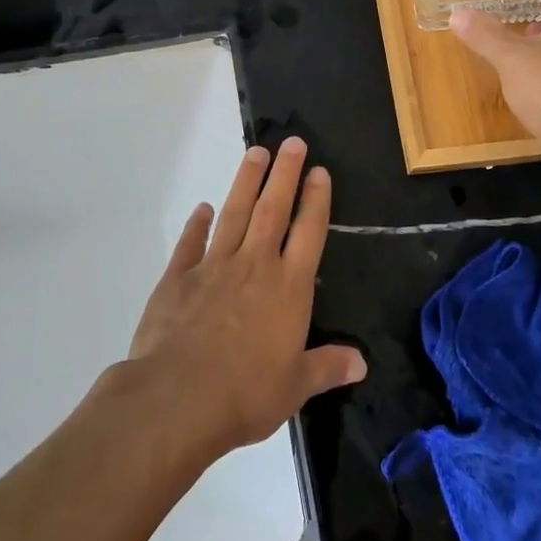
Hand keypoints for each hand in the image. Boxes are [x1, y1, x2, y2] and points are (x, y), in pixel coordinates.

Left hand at [125, 137, 366, 458]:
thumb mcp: (295, 387)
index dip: (316, 200)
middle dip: (284, 174)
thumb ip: (327, 367)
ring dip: (246, 183)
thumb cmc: (246, 394)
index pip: (308, 233)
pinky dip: (197, 224)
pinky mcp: (178, 279)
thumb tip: (362, 362)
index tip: (319, 171)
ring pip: (235, 214)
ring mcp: (214, 267)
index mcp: (288, 288)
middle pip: (273, 210)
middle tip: (292, 142)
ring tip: (255, 153)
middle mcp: (254, 266)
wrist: (178, 398)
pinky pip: (190, 244)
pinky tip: (202, 208)